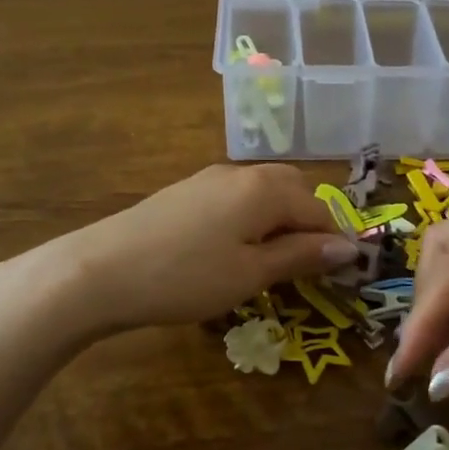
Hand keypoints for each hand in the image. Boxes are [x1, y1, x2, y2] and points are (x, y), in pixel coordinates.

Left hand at [44, 164, 358, 337]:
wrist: (99, 270)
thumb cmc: (186, 276)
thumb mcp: (250, 273)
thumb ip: (300, 256)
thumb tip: (348, 248)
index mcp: (266, 189)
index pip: (319, 210)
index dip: (335, 241)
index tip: (343, 274)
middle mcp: (242, 173)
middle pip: (294, 190)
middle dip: (308, 223)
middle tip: (308, 265)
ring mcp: (210, 178)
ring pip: (264, 191)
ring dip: (279, 219)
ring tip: (273, 260)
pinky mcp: (186, 190)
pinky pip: (236, 197)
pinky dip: (251, 218)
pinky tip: (234, 248)